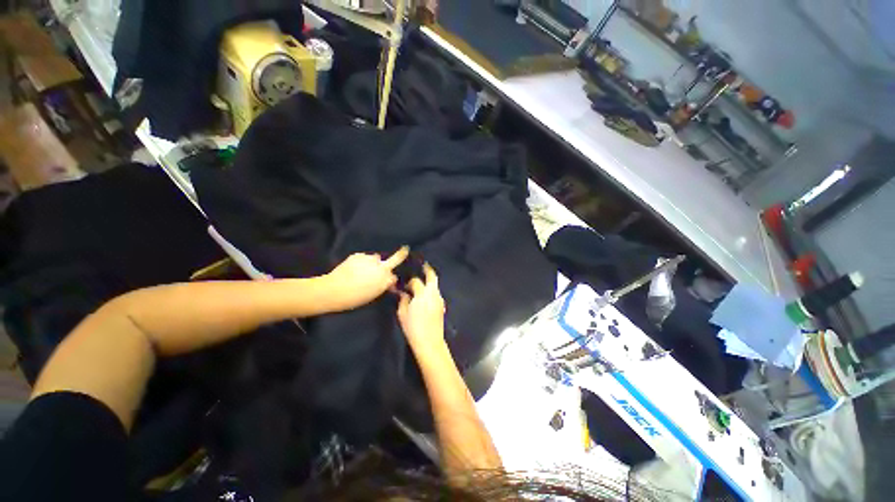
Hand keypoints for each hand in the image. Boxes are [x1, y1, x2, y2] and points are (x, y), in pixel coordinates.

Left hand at [324, 247, 408, 310]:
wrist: (333, 290)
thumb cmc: (354, 298)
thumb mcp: (372, 295)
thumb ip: (382, 286)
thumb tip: (388, 281)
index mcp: (385, 280)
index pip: (394, 277)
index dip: (391, 279)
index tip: (390, 280)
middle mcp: (381, 267)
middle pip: (395, 258)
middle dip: (401, 254)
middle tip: (405, 249)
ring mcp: (370, 259)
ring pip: (376, 258)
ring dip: (373, 262)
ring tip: (363, 269)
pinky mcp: (359, 255)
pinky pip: (364, 257)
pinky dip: (362, 261)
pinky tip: (354, 268)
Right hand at [397, 264, 445, 351]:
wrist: (430, 341)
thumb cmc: (413, 327)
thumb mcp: (402, 313)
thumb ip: (403, 300)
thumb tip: (403, 293)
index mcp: (422, 293)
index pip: (416, 281)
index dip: (409, 282)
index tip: (404, 285)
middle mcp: (433, 293)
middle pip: (432, 276)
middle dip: (428, 270)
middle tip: (423, 265)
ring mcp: (439, 299)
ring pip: (435, 285)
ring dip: (430, 281)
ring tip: (422, 281)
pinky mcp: (442, 306)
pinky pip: (436, 293)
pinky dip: (432, 290)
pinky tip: (425, 295)